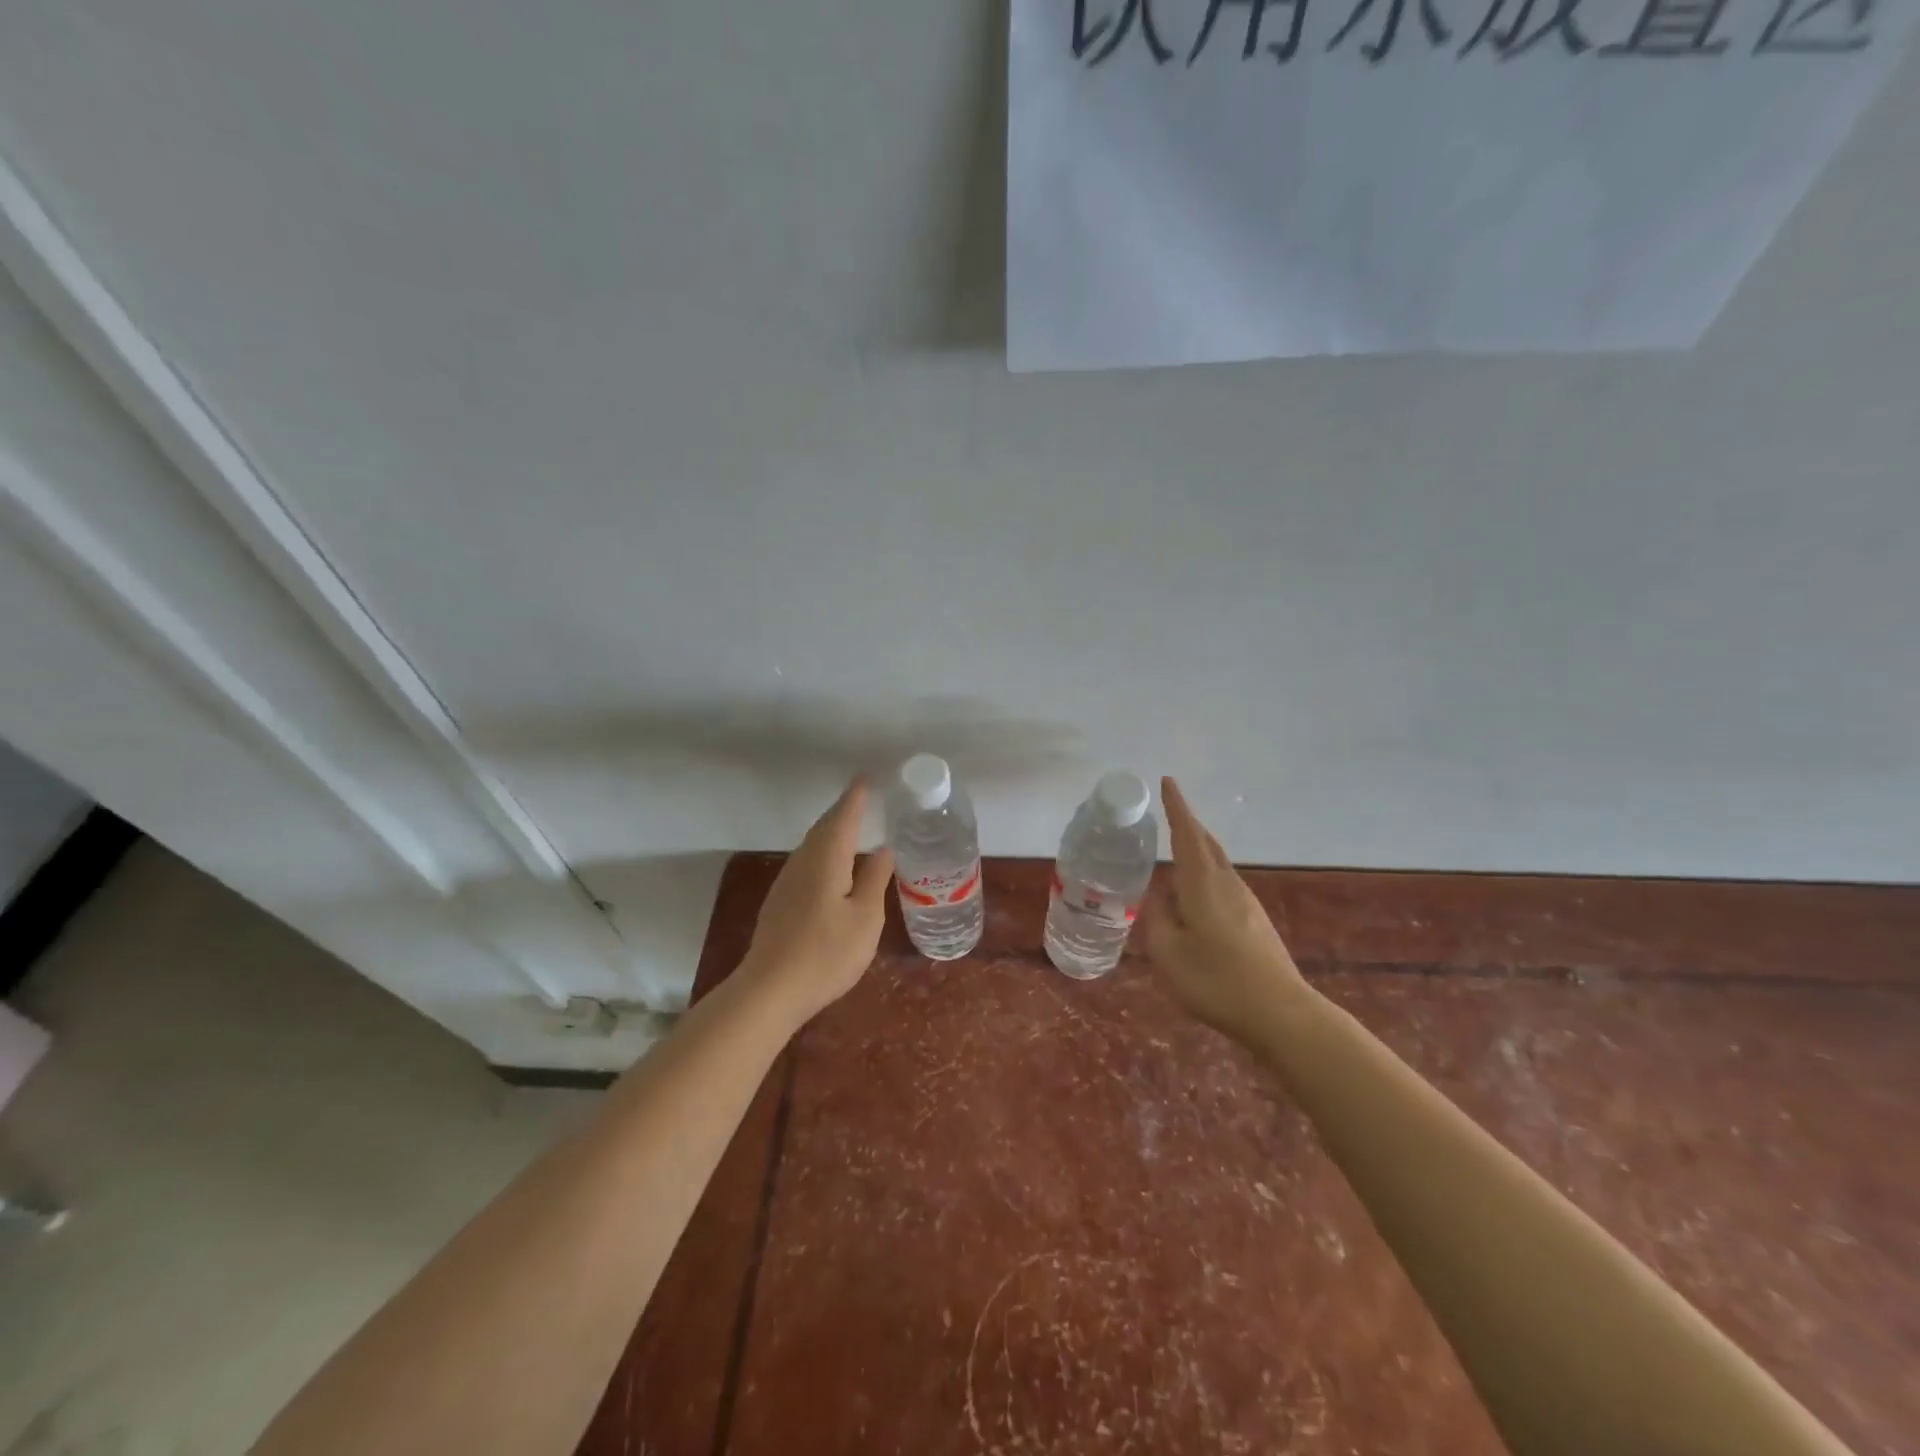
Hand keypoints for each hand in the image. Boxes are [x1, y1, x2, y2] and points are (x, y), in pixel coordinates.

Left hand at [740, 777, 894, 1024]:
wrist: (770, 990)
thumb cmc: (826, 953)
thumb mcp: (865, 918)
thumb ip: (875, 880)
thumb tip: (883, 850)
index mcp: (826, 860)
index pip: (843, 817)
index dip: (856, 797)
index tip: (866, 777)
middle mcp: (803, 862)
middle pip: (824, 827)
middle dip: (843, 810)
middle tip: (863, 797)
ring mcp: (787, 882)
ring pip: (812, 844)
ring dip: (831, 830)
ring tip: (851, 825)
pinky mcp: (780, 901)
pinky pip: (806, 861)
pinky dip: (823, 850)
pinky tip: (832, 865)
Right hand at [1143, 777, 1310, 1040]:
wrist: (1281, 1014)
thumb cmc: (1216, 981)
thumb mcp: (1168, 953)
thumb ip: (1157, 919)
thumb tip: (1158, 896)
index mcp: (1202, 884)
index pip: (1186, 834)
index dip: (1176, 807)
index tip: (1168, 781)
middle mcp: (1227, 884)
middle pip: (1206, 844)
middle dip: (1188, 825)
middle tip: (1169, 813)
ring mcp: (1246, 902)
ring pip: (1217, 864)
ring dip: (1197, 851)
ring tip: (1176, 854)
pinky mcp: (1256, 921)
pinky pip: (1224, 884)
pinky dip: (1205, 876)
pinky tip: (1196, 897)